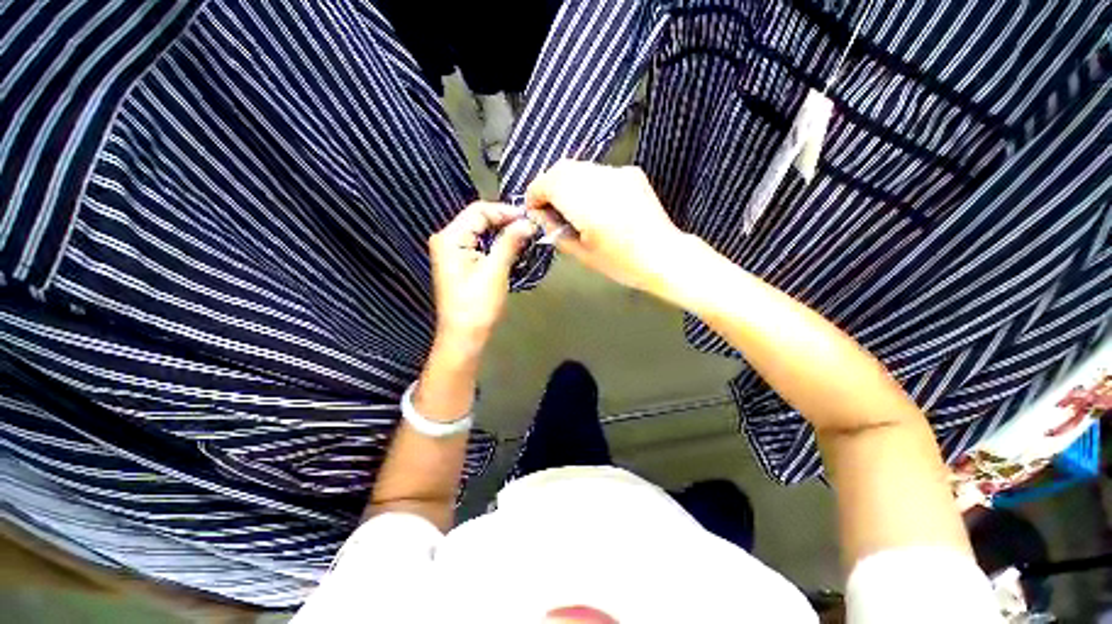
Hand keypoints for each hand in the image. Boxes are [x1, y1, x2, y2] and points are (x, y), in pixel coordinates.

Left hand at [428, 201, 535, 347]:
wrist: (464, 335)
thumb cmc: (477, 305)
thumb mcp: (495, 270)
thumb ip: (510, 242)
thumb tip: (528, 223)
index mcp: (450, 238)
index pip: (479, 211)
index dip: (505, 211)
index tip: (529, 217)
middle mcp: (447, 239)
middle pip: (478, 219)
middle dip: (505, 221)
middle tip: (530, 227)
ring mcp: (452, 251)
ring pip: (480, 232)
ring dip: (503, 233)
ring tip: (525, 235)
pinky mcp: (459, 263)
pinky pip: (479, 244)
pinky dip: (496, 244)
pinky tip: (512, 247)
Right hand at [525, 160, 686, 293]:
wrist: (664, 256)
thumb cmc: (621, 263)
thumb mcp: (581, 254)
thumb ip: (556, 231)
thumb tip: (541, 216)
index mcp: (586, 203)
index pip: (548, 183)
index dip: (535, 194)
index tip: (534, 210)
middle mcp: (601, 180)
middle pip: (561, 169)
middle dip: (548, 185)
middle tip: (549, 208)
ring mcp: (618, 173)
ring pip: (580, 168)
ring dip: (567, 183)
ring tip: (570, 207)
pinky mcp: (631, 174)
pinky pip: (599, 172)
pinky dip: (587, 183)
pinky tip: (594, 204)